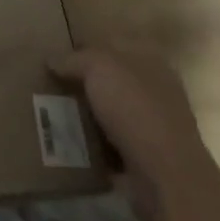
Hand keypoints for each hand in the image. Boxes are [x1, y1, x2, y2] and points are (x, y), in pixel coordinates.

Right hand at [50, 45, 200, 220]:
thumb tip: (52, 60)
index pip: (112, 44)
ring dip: (90, 118)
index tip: (59, 60)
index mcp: (150, 59)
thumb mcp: (97, 66)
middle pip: (112, 80)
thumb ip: (74, 59)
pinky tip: (73, 147)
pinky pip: (114, 147)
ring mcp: (155, 127)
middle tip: (54, 89)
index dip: (85, 48)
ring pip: (112, 114)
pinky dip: (96, 148)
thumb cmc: (134, 107)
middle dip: (85, 85)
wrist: (166, 176)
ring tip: (58, 118)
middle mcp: (156, 89)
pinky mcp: (149, 160)